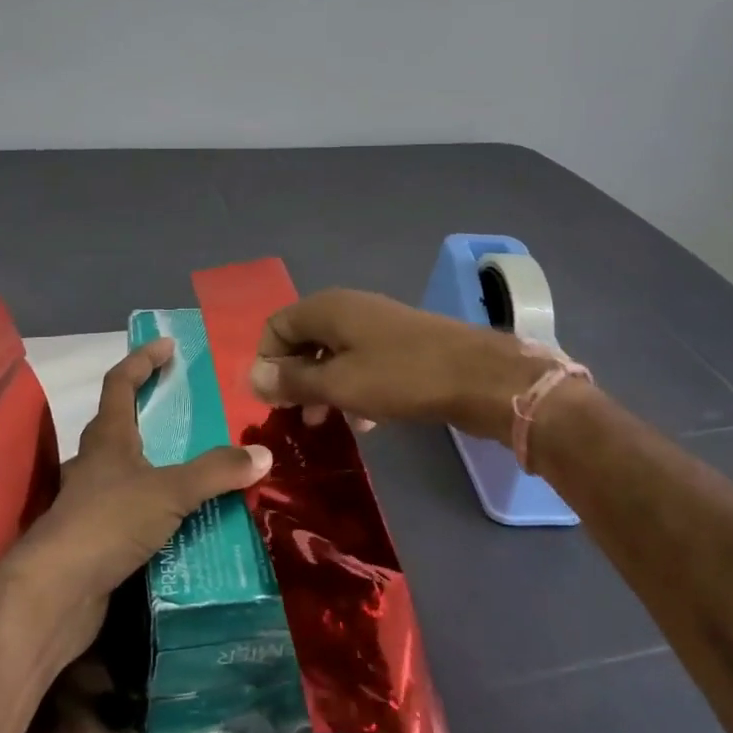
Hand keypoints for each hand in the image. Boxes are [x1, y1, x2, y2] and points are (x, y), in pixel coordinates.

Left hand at [1, 338, 271, 663]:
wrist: (56, 594)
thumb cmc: (108, 522)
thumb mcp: (169, 490)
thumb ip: (216, 471)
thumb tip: (263, 454)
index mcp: (107, 437)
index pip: (120, 383)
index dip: (143, 360)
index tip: (168, 345)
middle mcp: (95, 462)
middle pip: (122, 422)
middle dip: (152, 409)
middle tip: (191, 408)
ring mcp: (92, 500)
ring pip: (129, 469)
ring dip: (159, 462)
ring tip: (199, 465)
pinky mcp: (97, 536)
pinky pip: (134, 508)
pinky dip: (159, 505)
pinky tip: (184, 519)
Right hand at [250, 289, 548, 440]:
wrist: (480, 377)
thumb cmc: (401, 377)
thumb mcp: (340, 383)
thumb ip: (293, 381)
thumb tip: (252, 377)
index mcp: (327, 308)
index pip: (276, 326)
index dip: (267, 362)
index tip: (272, 401)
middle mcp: (348, 309)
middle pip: (303, 340)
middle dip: (295, 379)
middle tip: (296, 417)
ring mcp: (376, 326)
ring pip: (333, 355)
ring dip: (323, 388)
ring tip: (325, 424)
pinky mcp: (399, 346)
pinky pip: (361, 364)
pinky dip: (352, 389)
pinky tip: (363, 421)